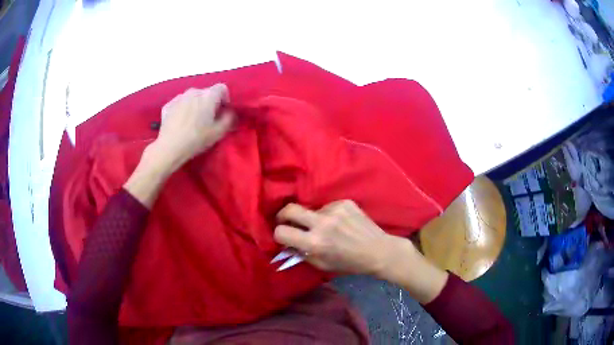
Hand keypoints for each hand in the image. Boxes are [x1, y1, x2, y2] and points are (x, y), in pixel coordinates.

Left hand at [153, 84, 233, 171]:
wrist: (170, 147)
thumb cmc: (196, 139)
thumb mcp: (219, 132)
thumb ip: (229, 119)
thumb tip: (229, 112)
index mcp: (208, 95)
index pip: (222, 88)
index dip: (225, 99)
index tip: (222, 112)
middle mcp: (194, 91)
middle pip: (206, 93)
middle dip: (209, 103)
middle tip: (207, 119)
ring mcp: (179, 97)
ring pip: (192, 98)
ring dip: (195, 105)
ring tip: (192, 121)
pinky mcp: (168, 104)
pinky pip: (179, 104)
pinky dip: (182, 110)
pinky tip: (180, 123)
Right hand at [274, 200, 398, 274]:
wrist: (377, 251)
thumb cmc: (349, 263)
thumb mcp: (322, 265)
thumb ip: (301, 253)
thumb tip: (286, 242)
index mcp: (315, 243)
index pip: (281, 232)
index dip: (278, 234)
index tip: (283, 236)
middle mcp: (322, 223)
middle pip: (289, 209)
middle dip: (283, 215)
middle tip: (287, 221)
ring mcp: (335, 210)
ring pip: (311, 209)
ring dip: (313, 218)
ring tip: (327, 227)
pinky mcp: (345, 202)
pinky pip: (327, 206)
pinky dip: (329, 214)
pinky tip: (340, 223)